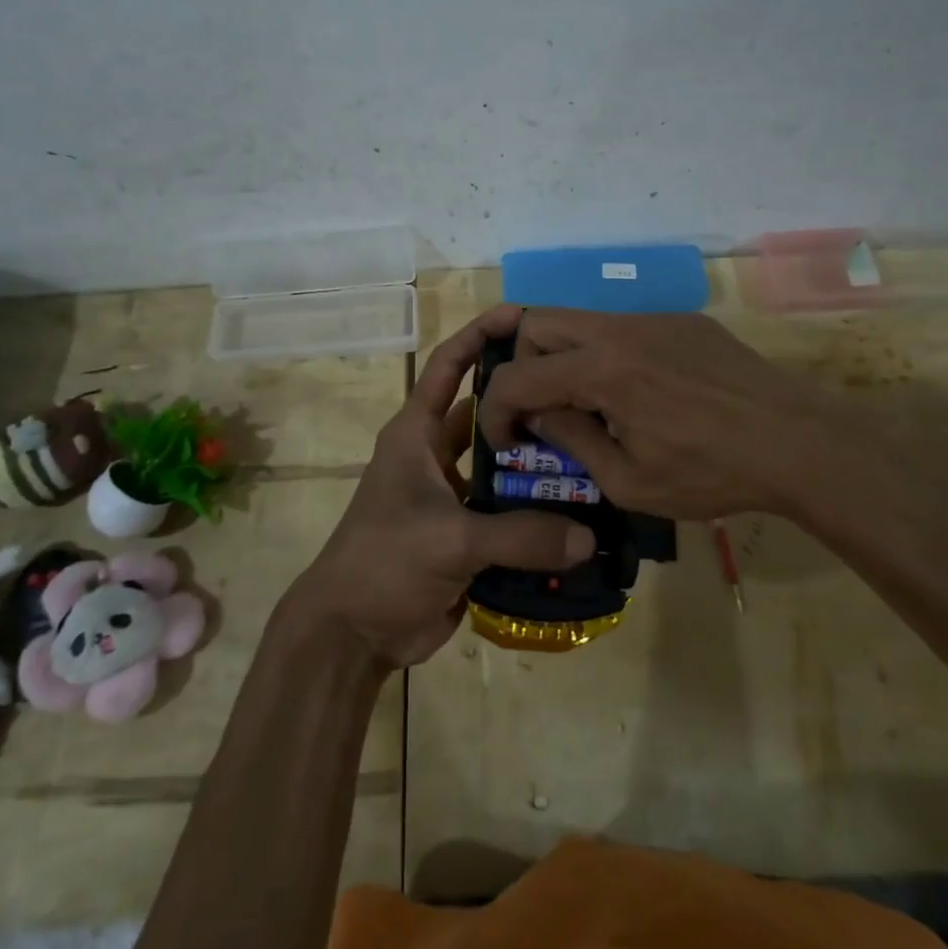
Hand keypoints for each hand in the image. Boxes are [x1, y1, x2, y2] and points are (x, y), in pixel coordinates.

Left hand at [291, 306, 596, 669]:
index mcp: (416, 434)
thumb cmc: (384, 562)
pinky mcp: (468, 535)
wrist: (353, 634)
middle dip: (527, 403)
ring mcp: (453, 496)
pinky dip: (538, 514)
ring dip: (539, 464)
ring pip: (504, 467)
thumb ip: (519, 535)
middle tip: (581, 392)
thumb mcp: (449, 539)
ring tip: (594, 454)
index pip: (448, 367)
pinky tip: (582, 514)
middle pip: (489, 415)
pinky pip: (510, 514)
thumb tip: (589, 537)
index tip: (520, 314)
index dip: (479, 335)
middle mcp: (436, 456)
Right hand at [476, 308, 869, 522]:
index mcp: (599, 370)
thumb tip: (541, 418)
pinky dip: (608, 355)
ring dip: (565, 357)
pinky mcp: (682, 321)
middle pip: (536, 322)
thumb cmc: (710, 472)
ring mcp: (652, 318)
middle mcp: (618, 329)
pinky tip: (644, 393)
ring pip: (580, 320)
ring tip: (591, 403)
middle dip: (522, 365)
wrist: (797, 441)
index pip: (517, 376)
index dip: (496, 410)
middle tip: (542, 408)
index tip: (505, 440)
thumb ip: (573, 442)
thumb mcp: (629, 481)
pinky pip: (624, 327)